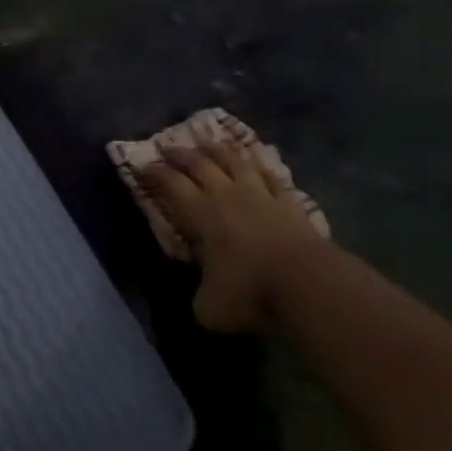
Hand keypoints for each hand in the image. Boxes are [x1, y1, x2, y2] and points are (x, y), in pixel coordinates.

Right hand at [139, 140, 331, 332]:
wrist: (309, 284)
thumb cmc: (250, 291)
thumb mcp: (209, 307)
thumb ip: (199, 296)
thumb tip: (201, 296)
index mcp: (201, 214)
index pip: (171, 184)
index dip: (155, 173)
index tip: (142, 166)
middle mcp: (227, 196)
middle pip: (200, 165)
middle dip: (181, 155)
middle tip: (167, 147)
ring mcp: (262, 197)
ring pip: (236, 162)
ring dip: (218, 151)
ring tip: (207, 143)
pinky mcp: (291, 205)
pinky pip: (273, 178)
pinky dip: (261, 168)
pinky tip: (258, 163)